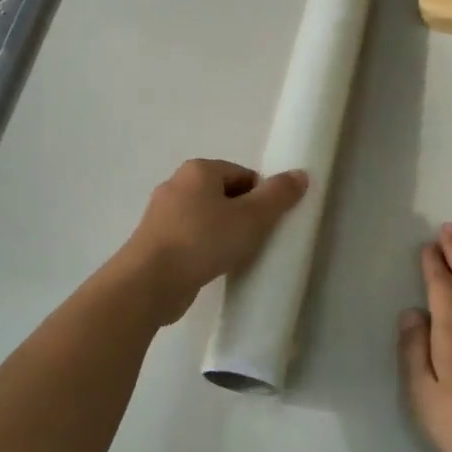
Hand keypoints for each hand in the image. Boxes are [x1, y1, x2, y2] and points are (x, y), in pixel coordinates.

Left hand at [117, 159, 307, 324]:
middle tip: (255, 241)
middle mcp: (176, 184)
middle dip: (242, 216)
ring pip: (206, 218)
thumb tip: (301, 174)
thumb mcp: (251, 217)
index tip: (268, 224)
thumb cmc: (203, 241)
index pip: (243, 175)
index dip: (261, 198)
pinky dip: (204, 249)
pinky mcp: (155, 242)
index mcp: (198, 170)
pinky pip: (190, 238)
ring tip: (234, 257)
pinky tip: (212, 267)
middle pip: (224, 195)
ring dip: (223, 234)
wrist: (150, 282)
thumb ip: (278, 196)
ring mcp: (161, 214)